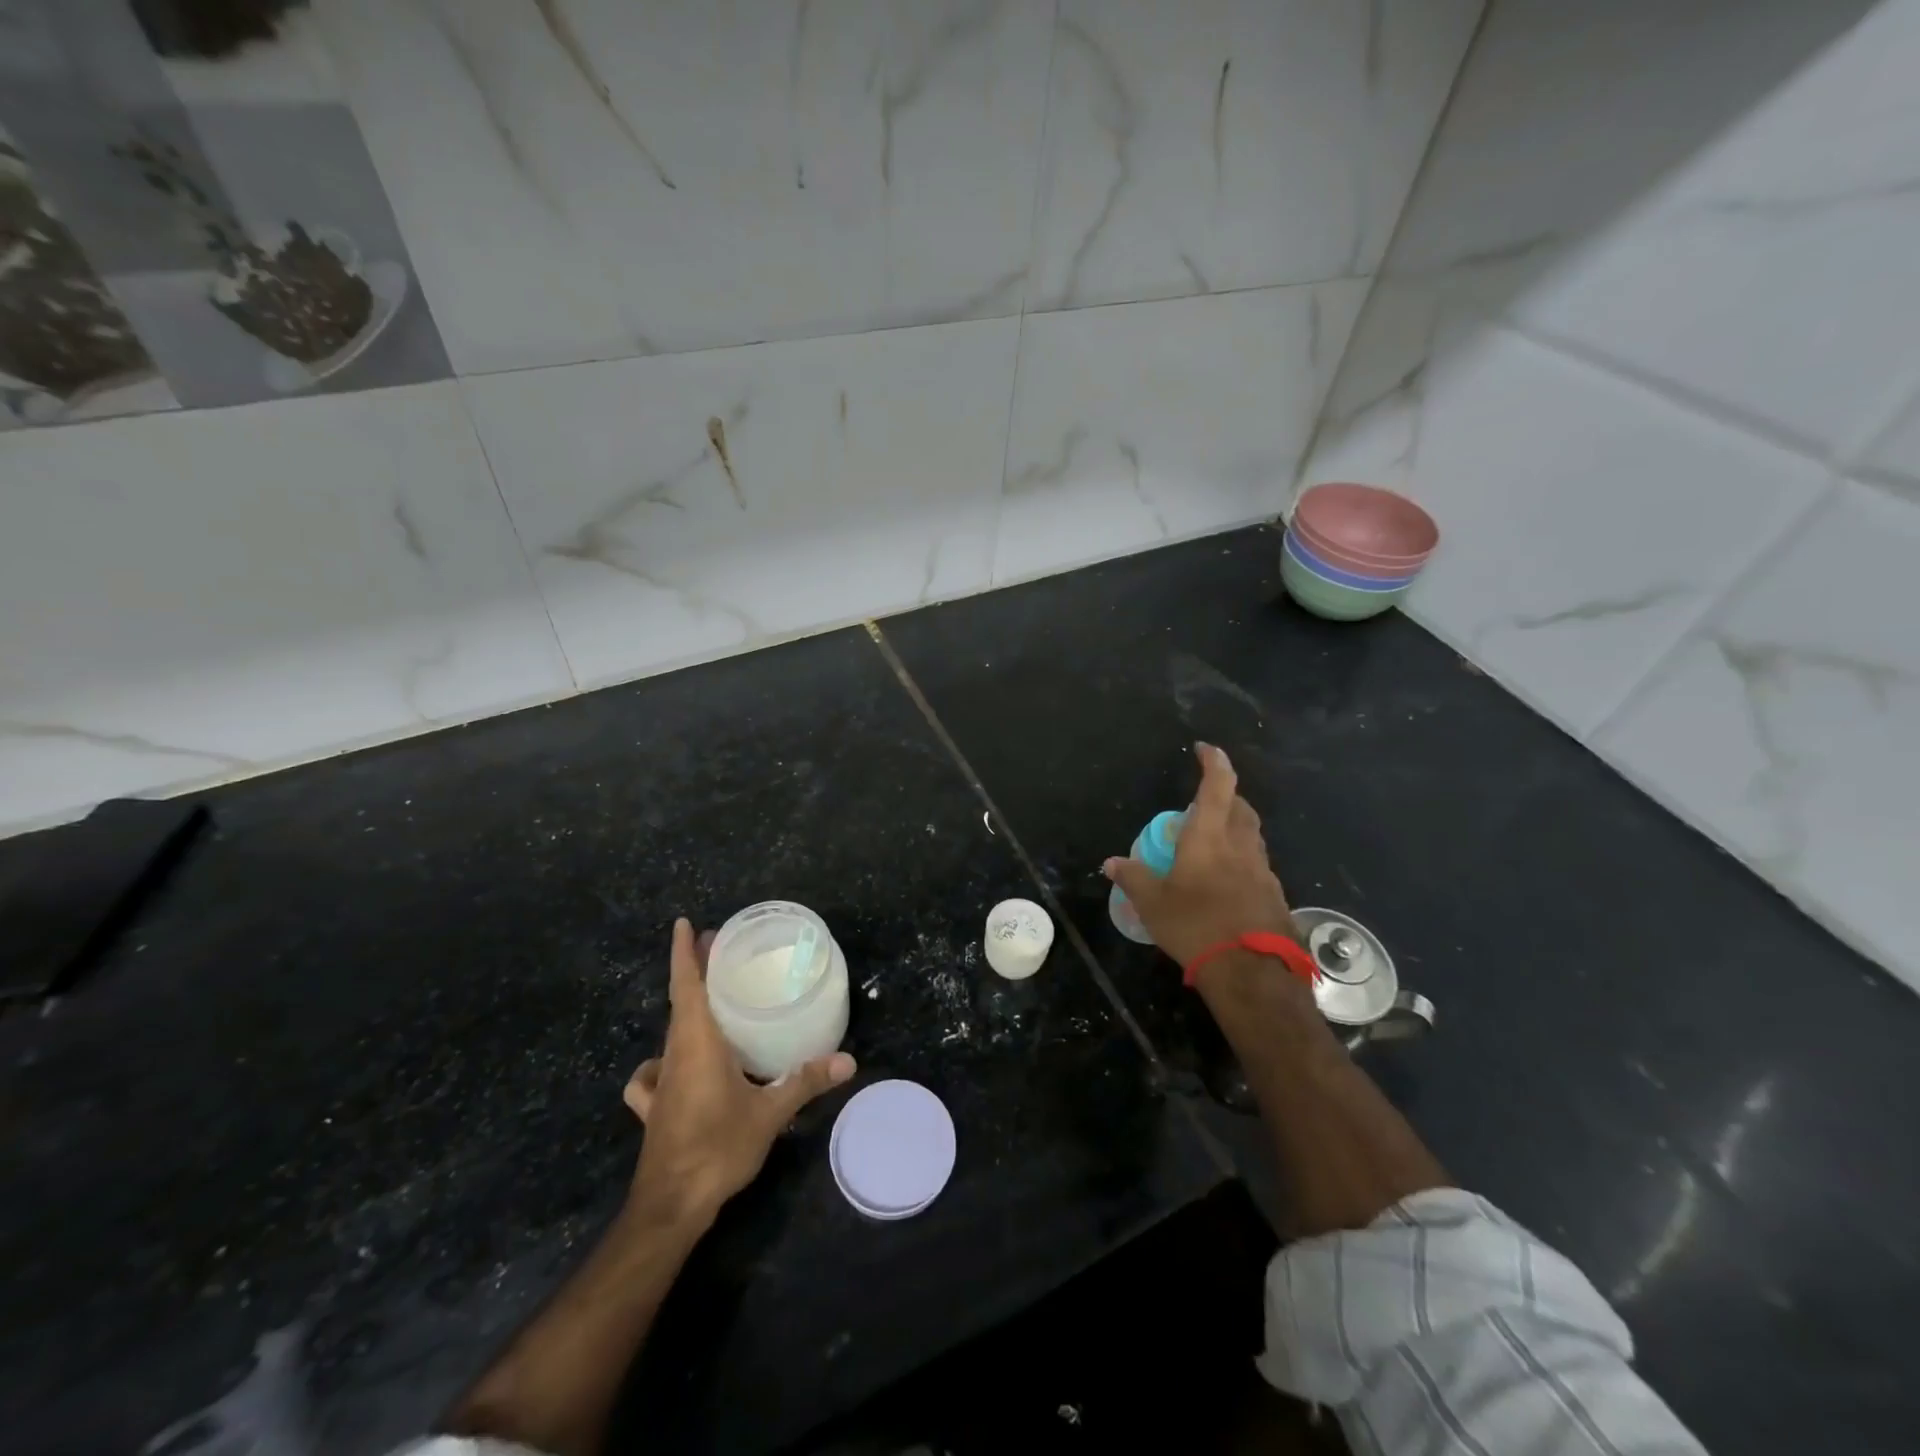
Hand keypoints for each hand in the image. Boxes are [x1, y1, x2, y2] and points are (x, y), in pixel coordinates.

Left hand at [623, 918, 855, 1224]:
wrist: (669, 1207)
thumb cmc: (717, 1148)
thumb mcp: (769, 1114)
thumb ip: (806, 1081)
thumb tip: (848, 1060)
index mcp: (697, 1043)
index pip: (686, 986)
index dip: (685, 953)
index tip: (684, 924)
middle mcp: (674, 1054)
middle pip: (681, 1001)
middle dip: (697, 971)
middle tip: (721, 948)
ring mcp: (660, 1082)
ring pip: (671, 1032)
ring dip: (686, 1008)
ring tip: (711, 1000)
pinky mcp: (654, 1108)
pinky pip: (655, 1073)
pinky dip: (663, 1062)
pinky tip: (673, 1069)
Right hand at [1102, 743, 1299, 970]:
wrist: (1251, 972)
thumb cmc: (1195, 926)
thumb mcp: (1152, 903)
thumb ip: (1132, 877)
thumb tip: (1111, 863)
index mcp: (1209, 837)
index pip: (1218, 785)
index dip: (1213, 761)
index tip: (1204, 749)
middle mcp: (1241, 846)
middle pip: (1241, 808)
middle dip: (1226, 797)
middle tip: (1203, 805)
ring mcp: (1263, 871)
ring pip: (1252, 837)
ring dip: (1235, 830)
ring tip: (1213, 844)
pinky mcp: (1274, 896)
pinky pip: (1258, 867)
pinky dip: (1243, 863)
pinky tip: (1227, 884)